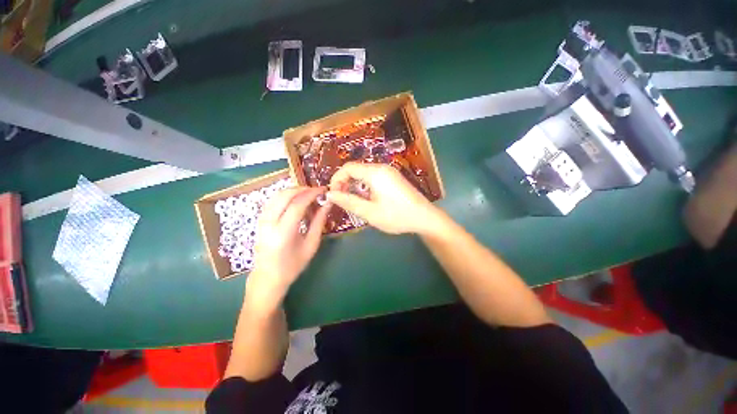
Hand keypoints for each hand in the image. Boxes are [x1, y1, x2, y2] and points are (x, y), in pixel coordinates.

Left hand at [247, 187, 330, 308]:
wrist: (267, 278)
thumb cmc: (292, 266)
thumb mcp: (311, 245)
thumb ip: (319, 222)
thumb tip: (327, 204)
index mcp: (283, 233)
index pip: (297, 204)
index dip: (311, 194)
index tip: (323, 190)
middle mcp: (269, 223)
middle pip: (284, 195)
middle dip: (302, 189)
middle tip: (316, 191)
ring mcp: (261, 221)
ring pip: (276, 195)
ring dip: (293, 190)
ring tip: (308, 194)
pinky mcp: (259, 220)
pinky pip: (272, 200)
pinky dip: (285, 195)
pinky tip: (295, 199)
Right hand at [326, 162, 440, 234]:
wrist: (424, 218)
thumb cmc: (397, 216)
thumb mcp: (370, 212)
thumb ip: (348, 202)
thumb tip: (330, 194)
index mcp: (375, 173)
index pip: (348, 167)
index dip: (336, 179)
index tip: (333, 194)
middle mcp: (382, 167)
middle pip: (356, 169)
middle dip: (344, 182)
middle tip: (341, 199)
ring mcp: (389, 172)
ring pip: (364, 173)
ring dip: (354, 184)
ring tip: (352, 201)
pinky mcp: (393, 177)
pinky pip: (373, 177)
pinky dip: (364, 185)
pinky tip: (366, 198)